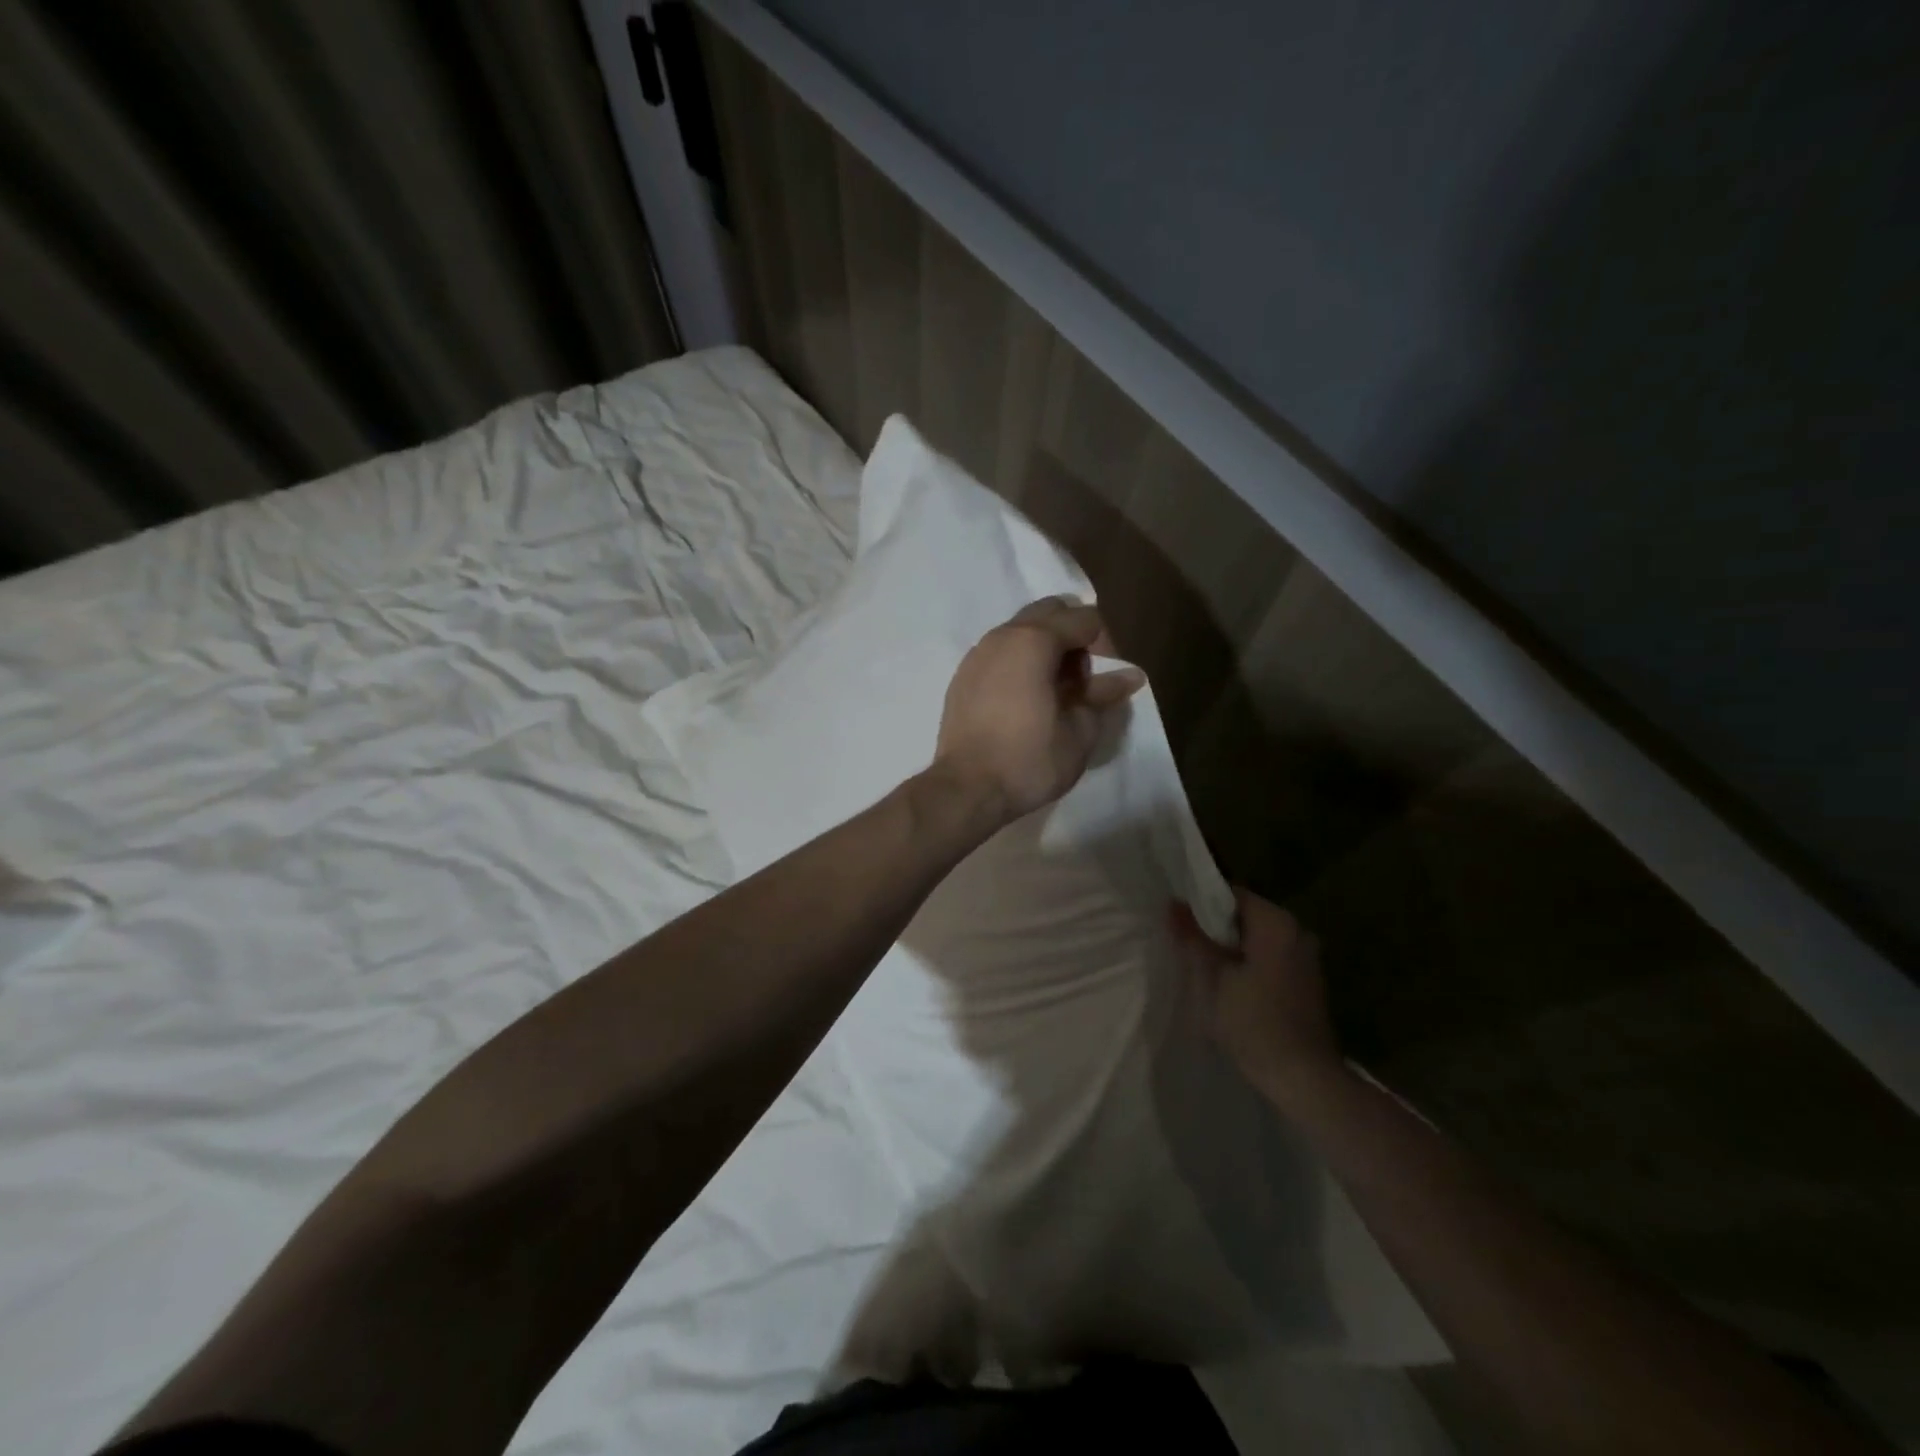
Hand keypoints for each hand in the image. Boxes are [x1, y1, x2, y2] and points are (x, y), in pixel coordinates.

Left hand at [933, 597, 1145, 822]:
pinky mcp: (962, 676)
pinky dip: (1019, 663)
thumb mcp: (1079, 732)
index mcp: (1034, 640)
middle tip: (1081, 681)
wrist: (966, 789)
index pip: (1083, 619)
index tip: (1104, 680)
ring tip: (1054, 693)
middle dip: (1073, 637)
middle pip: (1049, 613)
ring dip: (1045, 649)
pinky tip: (1025, 700)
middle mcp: (1003, 636)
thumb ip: (1103, 695)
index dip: (1104, 644)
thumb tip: (1131, 676)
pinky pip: (1000, 653)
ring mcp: (977, 654)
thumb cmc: (1029, 760)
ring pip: (1021, 631)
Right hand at [1171, 887, 1345, 1108]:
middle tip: (1185, 943)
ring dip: (1231, 949)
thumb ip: (1194, 938)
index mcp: (1276, 923)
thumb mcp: (1213, 978)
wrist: (1303, 1079)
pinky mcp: (1307, 983)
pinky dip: (1248, 964)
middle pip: (1245, 916)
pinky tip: (1229, 986)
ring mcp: (1306, 958)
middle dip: (1215, 928)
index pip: (1232, 894)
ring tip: (1202, 965)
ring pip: (1257, 940)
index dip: (1202, 903)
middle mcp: (1297, 932)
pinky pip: (1270, 959)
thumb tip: (1174, 904)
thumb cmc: (1254, 1022)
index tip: (1179, 919)